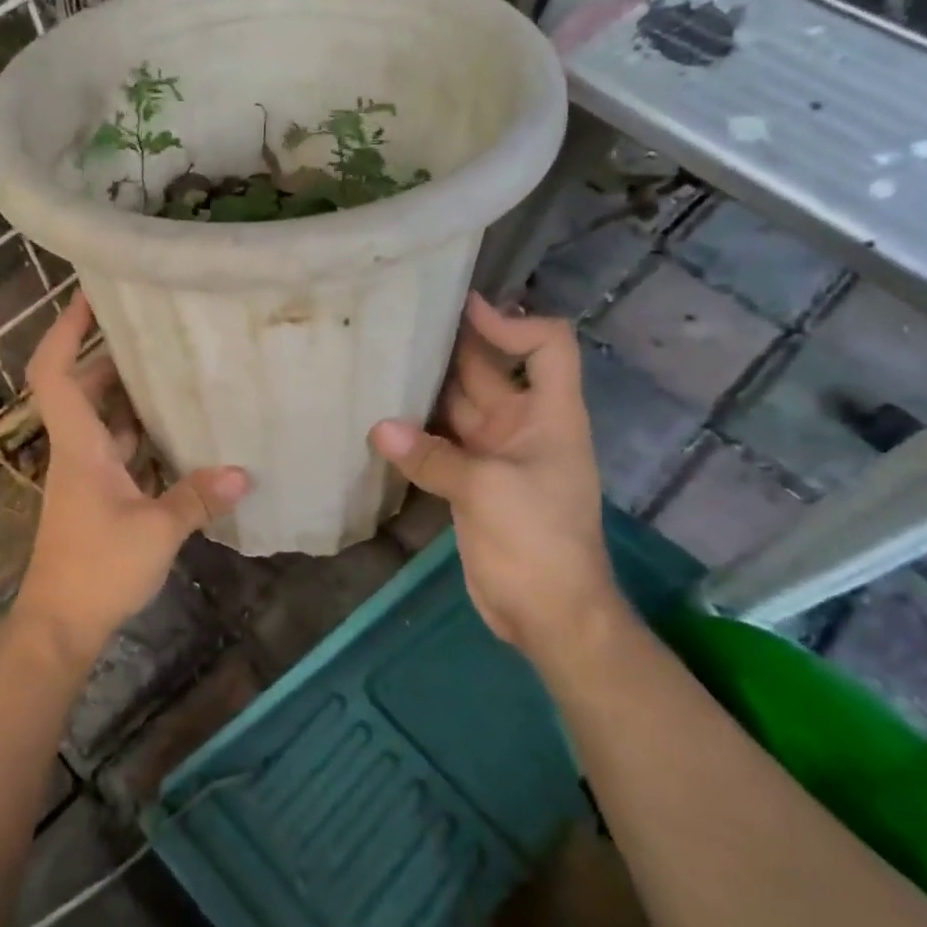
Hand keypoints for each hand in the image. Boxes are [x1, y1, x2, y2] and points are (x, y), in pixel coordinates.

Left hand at [16, 292, 249, 661]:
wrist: (60, 624)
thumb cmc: (97, 569)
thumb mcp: (156, 531)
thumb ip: (198, 497)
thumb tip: (243, 472)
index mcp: (79, 445)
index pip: (55, 372)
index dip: (65, 329)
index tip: (91, 296)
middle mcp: (78, 451)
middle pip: (84, 388)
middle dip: (113, 356)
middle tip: (157, 333)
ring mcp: (87, 475)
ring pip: (106, 420)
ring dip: (133, 397)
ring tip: (179, 372)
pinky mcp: (100, 498)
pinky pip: (122, 451)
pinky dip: (144, 437)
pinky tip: (183, 435)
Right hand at [368, 293, 622, 658]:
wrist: (548, 613)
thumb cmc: (538, 540)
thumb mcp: (487, 490)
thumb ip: (432, 456)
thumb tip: (377, 427)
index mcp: (548, 415)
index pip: (547, 346)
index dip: (512, 322)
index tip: (464, 312)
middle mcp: (522, 425)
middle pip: (490, 370)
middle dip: (452, 345)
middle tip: (399, 321)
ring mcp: (494, 454)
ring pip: (458, 406)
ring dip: (425, 388)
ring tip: (378, 361)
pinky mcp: (470, 482)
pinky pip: (440, 444)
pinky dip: (414, 431)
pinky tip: (378, 419)